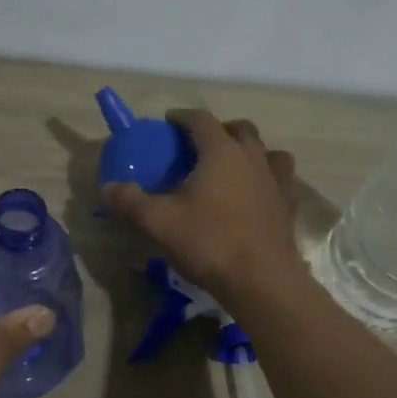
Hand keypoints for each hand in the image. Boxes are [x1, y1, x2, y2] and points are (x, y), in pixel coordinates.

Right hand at [103, 110, 304, 305]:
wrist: (261, 280)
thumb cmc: (210, 242)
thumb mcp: (159, 222)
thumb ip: (131, 202)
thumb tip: (109, 188)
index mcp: (221, 152)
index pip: (201, 120)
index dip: (183, 117)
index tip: (168, 122)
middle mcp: (252, 158)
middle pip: (240, 129)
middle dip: (219, 129)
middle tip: (199, 145)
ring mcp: (275, 182)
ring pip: (267, 152)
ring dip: (249, 151)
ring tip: (231, 167)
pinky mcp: (287, 206)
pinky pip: (279, 180)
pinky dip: (265, 179)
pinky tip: (252, 196)